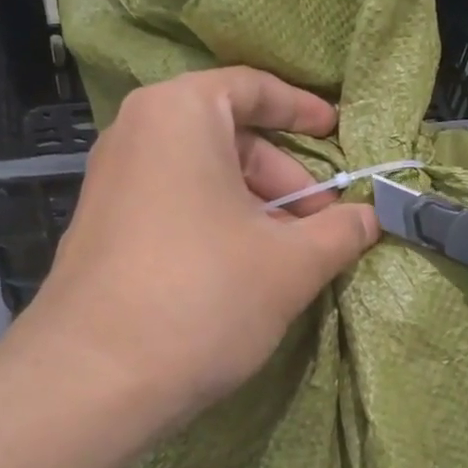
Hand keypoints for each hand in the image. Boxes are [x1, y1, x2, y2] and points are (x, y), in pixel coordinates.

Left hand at [16, 67, 378, 430]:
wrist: (93, 380)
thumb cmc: (203, 295)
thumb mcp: (291, 262)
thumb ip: (342, 230)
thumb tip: (374, 217)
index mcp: (179, 113)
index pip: (252, 88)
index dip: (303, 109)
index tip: (338, 133)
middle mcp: (136, 134)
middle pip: (230, 137)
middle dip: (286, 179)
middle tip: (324, 224)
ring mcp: (111, 182)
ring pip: (204, 176)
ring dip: (258, 208)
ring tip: (293, 258)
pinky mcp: (103, 228)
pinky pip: (175, 205)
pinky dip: (219, 224)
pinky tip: (246, 272)